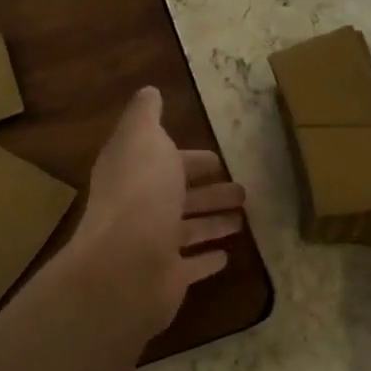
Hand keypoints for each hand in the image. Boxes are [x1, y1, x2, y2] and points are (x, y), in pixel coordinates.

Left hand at [69, 87, 246, 335]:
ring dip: (213, 222)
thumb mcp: (143, 138)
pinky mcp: (168, 278)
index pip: (165, 162)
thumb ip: (146, 115)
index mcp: (134, 173)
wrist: (126, 265)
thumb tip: (149, 91)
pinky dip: (207, 260)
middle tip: (243, 191)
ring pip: (188, 230)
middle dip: (209, 192)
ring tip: (244, 218)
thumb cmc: (141, 194)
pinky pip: (192, 267)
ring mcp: (153, 246)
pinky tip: (227, 255)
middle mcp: (140, 209)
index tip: (219, 159)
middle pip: (179, 196)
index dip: (190, 159)